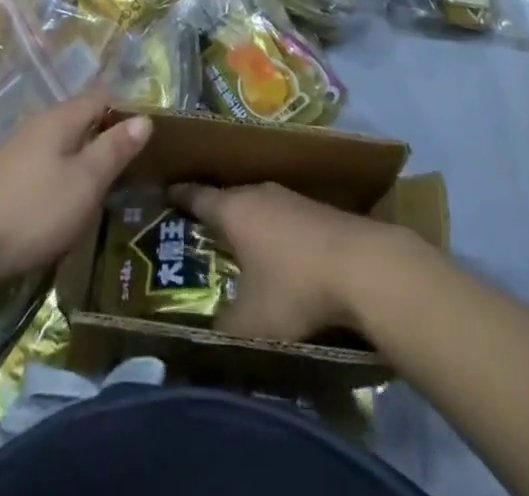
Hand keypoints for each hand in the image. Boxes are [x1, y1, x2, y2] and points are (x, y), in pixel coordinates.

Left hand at [0, 95, 151, 288]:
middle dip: (109, 138)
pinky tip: (73, 203)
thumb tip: (144, 118)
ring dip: (88, 160)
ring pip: (65, 144)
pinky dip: (67, 176)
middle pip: (83, 119)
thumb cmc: (34, 209)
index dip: (128, 112)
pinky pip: (49, 164)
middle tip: (137, 168)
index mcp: (61, 118)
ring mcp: (21, 150)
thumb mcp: (85, 181)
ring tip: (111, 189)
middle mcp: (40, 124)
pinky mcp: (9, 177)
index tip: (152, 139)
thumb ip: (114, 149)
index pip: (102, 97)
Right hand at [171, 182, 394, 342]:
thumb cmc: (295, 287)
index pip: (196, 196)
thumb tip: (206, 335)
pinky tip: (278, 255)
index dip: (179, 196)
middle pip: (227, 199)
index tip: (164, 194)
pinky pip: (282, 217)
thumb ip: (224, 327)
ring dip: (247, 223)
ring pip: (257, 207)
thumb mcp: (251, 322)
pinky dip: (273, 232)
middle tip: (198, 232)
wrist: (363, 266)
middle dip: (213, 214)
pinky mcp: (317, 210)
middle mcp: (257, 194)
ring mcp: (290, 198)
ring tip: (237, 245)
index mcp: (232, 209)